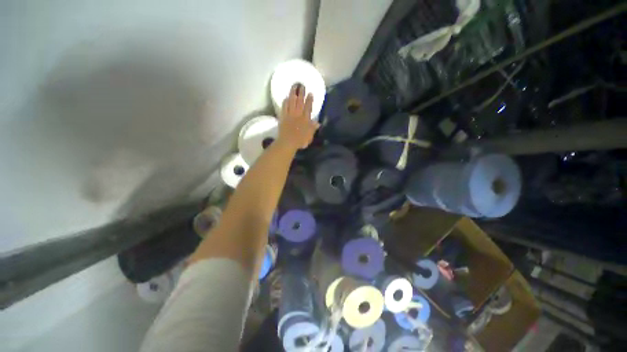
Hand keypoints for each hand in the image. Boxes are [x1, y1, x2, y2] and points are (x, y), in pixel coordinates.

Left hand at [278, 83, 318, 149]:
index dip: (309, 100)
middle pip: (300, 102)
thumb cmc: (300, 141)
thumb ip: (313, 128)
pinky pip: (284, 107)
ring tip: (294, 86)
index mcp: (305, 119)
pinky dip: (285, 102)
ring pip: (291, 102)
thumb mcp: (310, 136)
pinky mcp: (283, 117)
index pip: (308, 107)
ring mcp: (290, 115)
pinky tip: (286, 97)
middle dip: (301, 93)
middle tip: (301, 85)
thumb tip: (318, 123)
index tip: (310, 93)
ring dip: (293, 93)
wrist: (288, 142)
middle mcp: (298, 114)